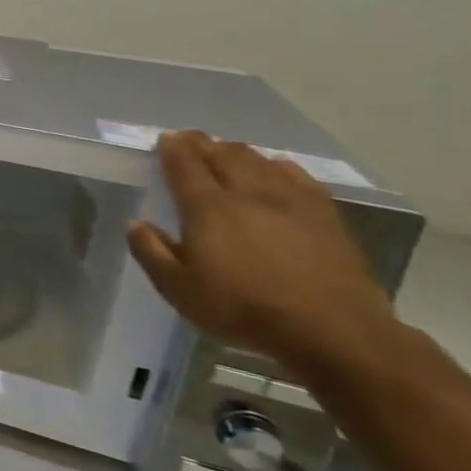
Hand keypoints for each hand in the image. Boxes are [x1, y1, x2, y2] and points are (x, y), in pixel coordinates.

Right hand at [126, 130, 399, 372]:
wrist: (333, 331)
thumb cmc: (242, 308)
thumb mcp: (178, 289)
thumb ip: (152, 252)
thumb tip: (136, 224)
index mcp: (208, 209)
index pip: (185, 166)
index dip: (173, 149)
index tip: (166, 138)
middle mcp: (248, 195)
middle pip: (225, 156)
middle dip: (204, 144)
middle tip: (191, 138)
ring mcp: (292, 203)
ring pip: (261, 162)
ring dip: (239, 152)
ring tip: (227, 150)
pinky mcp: (326, 218)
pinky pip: (300, 178)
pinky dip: (281, 167)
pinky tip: (277, 168)